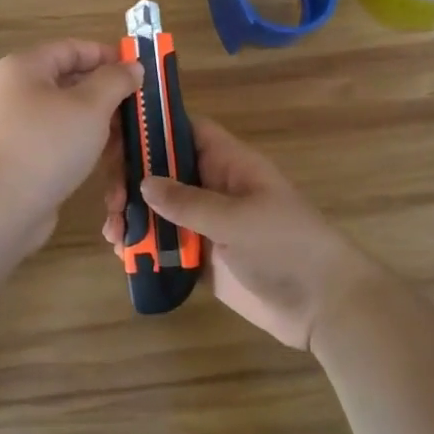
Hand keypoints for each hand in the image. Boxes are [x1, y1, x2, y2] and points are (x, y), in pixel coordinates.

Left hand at [0, 40, 142, 252]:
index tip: (139, 71)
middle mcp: (16, 92)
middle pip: (70, 82)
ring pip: (67, 116)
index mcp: (25, 67)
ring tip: (130, 137)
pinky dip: (83, 146)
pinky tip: (107, 160)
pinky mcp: (21, 158)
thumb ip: (115, 81)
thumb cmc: (47, 144)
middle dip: (107, 94)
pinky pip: (58, 142)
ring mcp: (16, 127)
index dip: (107, 55)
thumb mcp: (90, 106)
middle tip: (140, 107)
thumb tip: (132, 67)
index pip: (72, 49)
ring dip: (99, 124)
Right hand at [102, 117, 380, 350]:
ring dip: (132, 215)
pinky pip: (165, 243)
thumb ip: (188, 201)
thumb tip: (143, 182)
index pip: (186, 130)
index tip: (116, 136)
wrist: (324, 306)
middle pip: (163, 170)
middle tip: (110, 198)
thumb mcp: (237, 219)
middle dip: (132, 179)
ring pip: (159, 208)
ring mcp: (207, 223)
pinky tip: (123, 253)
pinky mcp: (202, 257)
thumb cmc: (286, 246)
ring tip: (113, 232)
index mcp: (228, 164)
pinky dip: (143, 245)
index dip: (153, 127)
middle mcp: (213, 187)